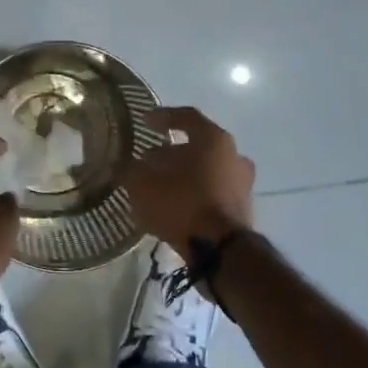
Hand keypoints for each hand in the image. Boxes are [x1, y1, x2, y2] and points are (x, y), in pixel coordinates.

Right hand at [123, 106, 255, 257]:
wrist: (222, 251)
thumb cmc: (182, 205)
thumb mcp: (144, 186)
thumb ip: (131, 170)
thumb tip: (125, 166)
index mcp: (213, 139)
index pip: (186, 117)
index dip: (162, 117)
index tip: (144, 121)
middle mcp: (233, 155)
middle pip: (197, 145)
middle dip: (169, 152)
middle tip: (146, 160)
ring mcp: (242, 182)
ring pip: (205, 169)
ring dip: (182, 173)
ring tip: (157, 185)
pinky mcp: (241, 208)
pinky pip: (212, 191)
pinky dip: (193, 192)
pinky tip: (173, 204)